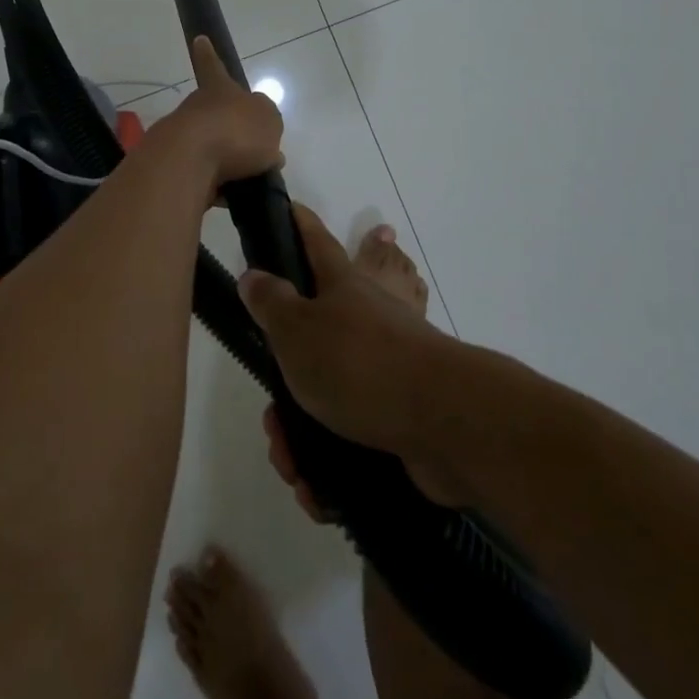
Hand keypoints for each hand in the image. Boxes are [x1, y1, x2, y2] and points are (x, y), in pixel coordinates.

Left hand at [146, 36, 285, 192]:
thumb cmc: (234, 131)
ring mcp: (183, 139)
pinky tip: (235, 197)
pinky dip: (219, 186)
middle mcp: (197, 109)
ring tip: (251, 179)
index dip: (209, 55)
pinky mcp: (177, 169)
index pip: (213, 66)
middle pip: (215, 114)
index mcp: (218, 90)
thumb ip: (267, 124)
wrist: (189, 163)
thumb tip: (263, 140)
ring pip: (209, 147)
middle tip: (255, 150)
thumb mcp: (268, 120)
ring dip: (227, 162)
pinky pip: (204, 177)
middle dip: (231, 129)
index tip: (198, 39)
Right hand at [240, 206, 464, 506]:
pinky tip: (319, 491)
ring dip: (300, 438)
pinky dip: (329, 465)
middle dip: (283, 387)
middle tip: (272, 421)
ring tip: (292, 466)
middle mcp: (364, 321)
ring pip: (325, 399)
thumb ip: (270, 301)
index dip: (296, 223)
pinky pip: (350, 439)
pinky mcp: (398, 416)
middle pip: (310, 340)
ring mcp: (384, 370)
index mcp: (340, 288)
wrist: (444, 423)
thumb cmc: (359, 362)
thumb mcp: (297, 328)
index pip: (313, 241)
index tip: (285, 206)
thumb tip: (254, 274)